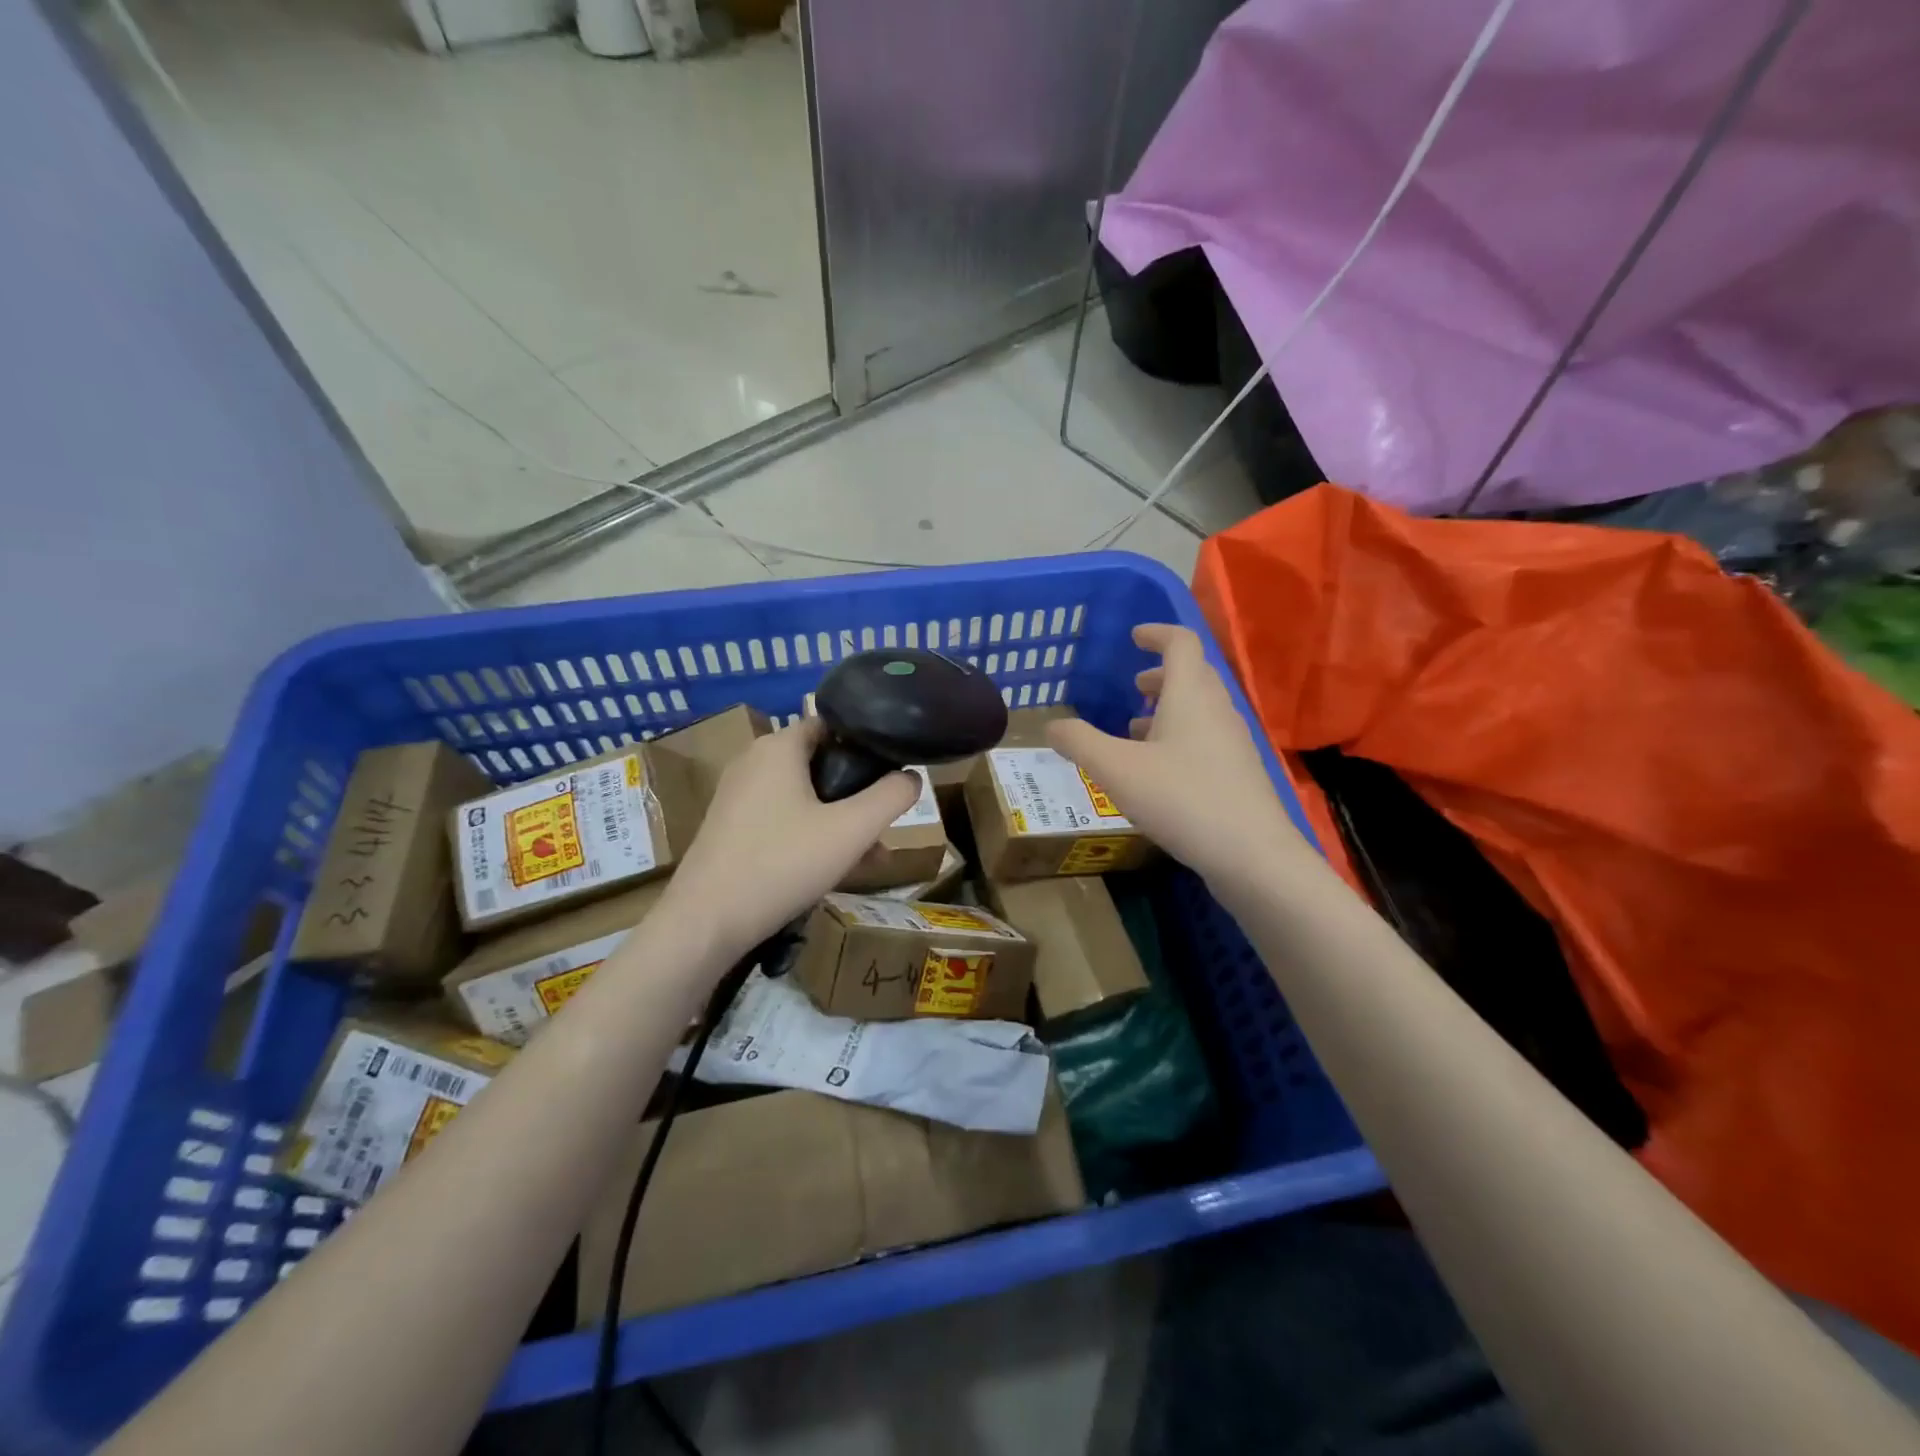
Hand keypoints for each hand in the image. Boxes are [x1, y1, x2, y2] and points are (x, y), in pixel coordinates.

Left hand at [661, 718, 918, 958]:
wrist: (706, 922)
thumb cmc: (782, 863)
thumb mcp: (852, 830)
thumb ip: (891, 797)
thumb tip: (912, 777)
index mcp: (778, 747)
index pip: (832, 725)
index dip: (867, 744)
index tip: (893, 774)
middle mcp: (754, 761)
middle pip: (821, 764)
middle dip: (857, 793)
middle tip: (884, 824)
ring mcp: (738, 796)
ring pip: (804, 797)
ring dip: (839, 820)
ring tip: (869, 857)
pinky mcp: (730, 827)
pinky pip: (782, 819)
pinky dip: (811, 834)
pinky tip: (833, 870)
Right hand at [1048, 624, 1305, 884]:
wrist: (1251, 855)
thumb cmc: (1181, 799)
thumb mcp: (1115, 769)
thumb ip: (1079, 742)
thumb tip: (1052, 725)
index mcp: (1191, 695)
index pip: (1181, 643)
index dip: (1157, 633)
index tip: (1135, 636)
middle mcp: (1217, 710)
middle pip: (1194, 675)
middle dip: (1162, 673)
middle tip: (1134, 683)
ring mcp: (1233, 743)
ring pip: (1200, 709)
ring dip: (1169, 708)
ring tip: (1136, 728)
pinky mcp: (1238, 774)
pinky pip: (1206, 738)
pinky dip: (1180, 737)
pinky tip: (1158, 770)